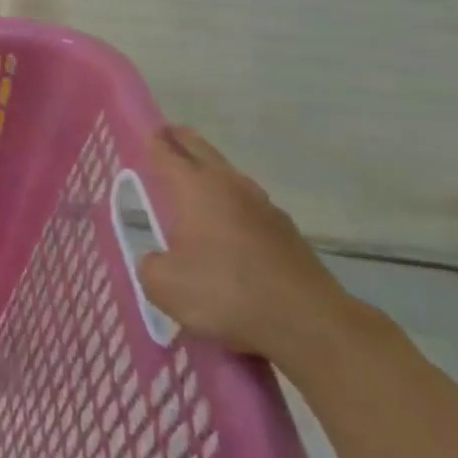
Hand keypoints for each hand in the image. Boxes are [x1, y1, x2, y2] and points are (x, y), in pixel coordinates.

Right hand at [136, 126, 370, 366]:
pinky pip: (249, 205)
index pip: (167, 152)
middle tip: (168, 135)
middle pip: (202, 150)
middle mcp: (230, 186)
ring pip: (229, 176)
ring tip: (196, 179)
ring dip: (211, 171)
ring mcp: (265, 207)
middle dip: (182, 141)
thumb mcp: (165, 286)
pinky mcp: (288, 232)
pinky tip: (229, 223)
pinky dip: (233, 204)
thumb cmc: (228, 294)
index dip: (154, 140)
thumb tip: (158, 260)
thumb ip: (151, 265)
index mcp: (196, 188)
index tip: (147, 132)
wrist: (311, 325)